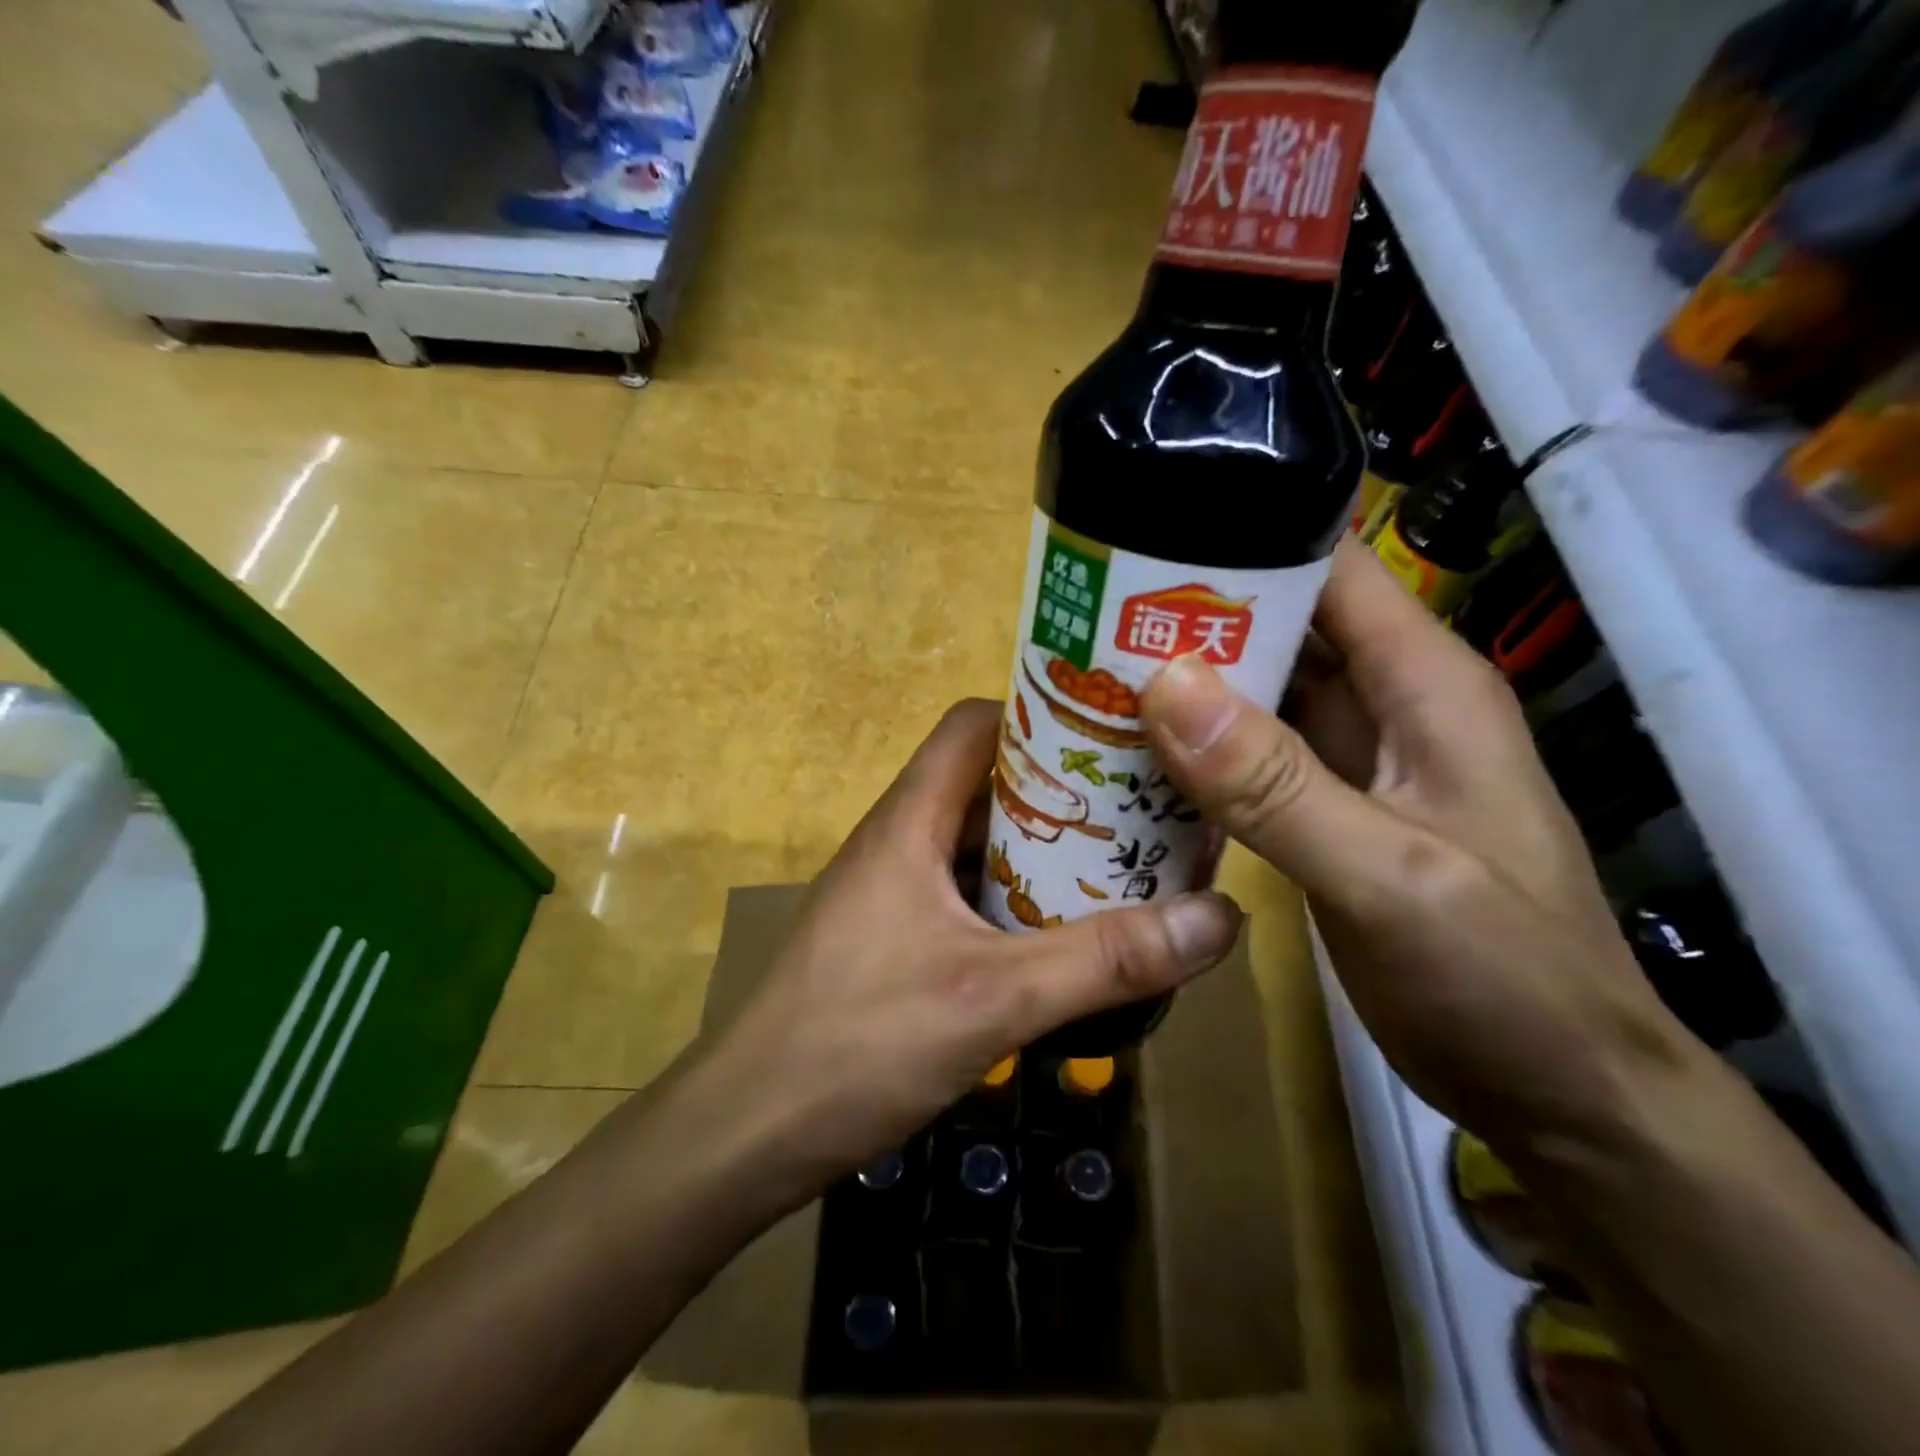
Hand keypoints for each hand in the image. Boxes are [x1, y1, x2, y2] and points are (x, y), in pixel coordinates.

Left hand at [701, 698, 1241, 1185]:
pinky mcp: (897, 938)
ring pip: (982, 844)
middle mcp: (901, 840)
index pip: (974, 724)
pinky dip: (1021, 902)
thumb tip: (1220, 917)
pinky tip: (1068, 940)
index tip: (1115, 737)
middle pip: (988, 782)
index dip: (1040, 715)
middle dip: (1064, 789)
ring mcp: (896, 891)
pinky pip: (970, 894)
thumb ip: (1104, 960)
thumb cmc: (858, 1044)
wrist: (748, 1132)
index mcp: (909, 820)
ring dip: (1046, 853)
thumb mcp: (993, 999)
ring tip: (1126, 867)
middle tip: (1145, 808)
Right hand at [1139, 538, 1700, 1147]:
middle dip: (1190, 617)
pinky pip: (1249, 757)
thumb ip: (1274, 784)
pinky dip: (1196, 750)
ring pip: (1258, 693)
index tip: (1143, 540)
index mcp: (1421, 684)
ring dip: (1184, 685)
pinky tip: (1132, 756)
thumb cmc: (1502, 978)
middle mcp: (1386, 704)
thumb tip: (1165, 685)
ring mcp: (1352, 761)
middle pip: (1279, 626)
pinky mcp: (1324, 811)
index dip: (1244, 539)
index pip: (1329, 570)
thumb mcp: (1387, 876)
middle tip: (1086, 617)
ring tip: (1089, 674)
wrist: (1553, 1091)